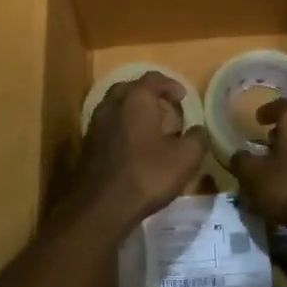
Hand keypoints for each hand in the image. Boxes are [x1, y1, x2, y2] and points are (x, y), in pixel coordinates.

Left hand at [63, 72, 207, 228]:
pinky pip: (108, 126)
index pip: (153, 79)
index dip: (170, 85)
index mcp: (136, 99)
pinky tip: (133, 147)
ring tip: (150, 127)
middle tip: (165, 107)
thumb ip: (197, 139)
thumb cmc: (147, 175)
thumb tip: (199, 130)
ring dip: (133, 111)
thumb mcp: (185, 158)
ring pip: (116, 107)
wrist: (100, 207)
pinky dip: (122, 128)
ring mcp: (96, 124)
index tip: (183, 97)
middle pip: (130, 89)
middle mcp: (112, 104)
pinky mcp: (87, 145)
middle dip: (148, 94)